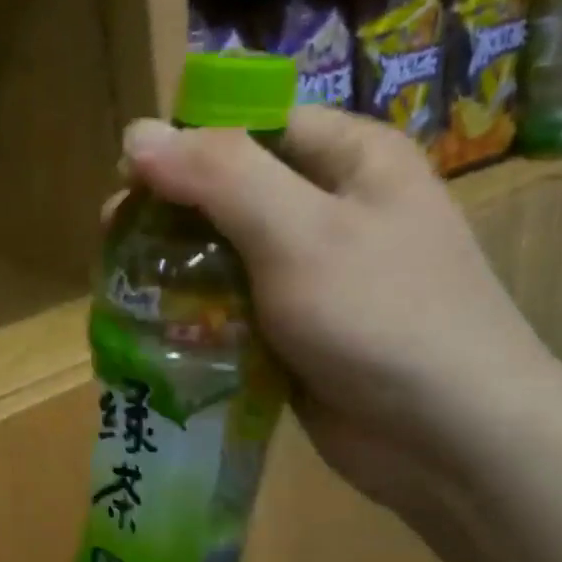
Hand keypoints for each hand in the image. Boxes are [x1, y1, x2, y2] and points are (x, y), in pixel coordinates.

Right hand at [119, 110, 561, 507]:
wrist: (449, 438)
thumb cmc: (381, 316)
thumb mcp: (299, 232)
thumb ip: (218, 175)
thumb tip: (135, 131)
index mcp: (349, 159)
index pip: (252, 123)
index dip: (185, 143)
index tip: (126, 178)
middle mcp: (332, 208)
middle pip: (231, 192)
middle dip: (171, 214)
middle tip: (113, 240)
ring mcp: (313, 276)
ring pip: (225, 255)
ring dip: (176, 269)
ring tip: (124, 287)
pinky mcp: (296, 333)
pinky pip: (233, 309)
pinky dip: (196, 316)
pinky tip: (156, 329)